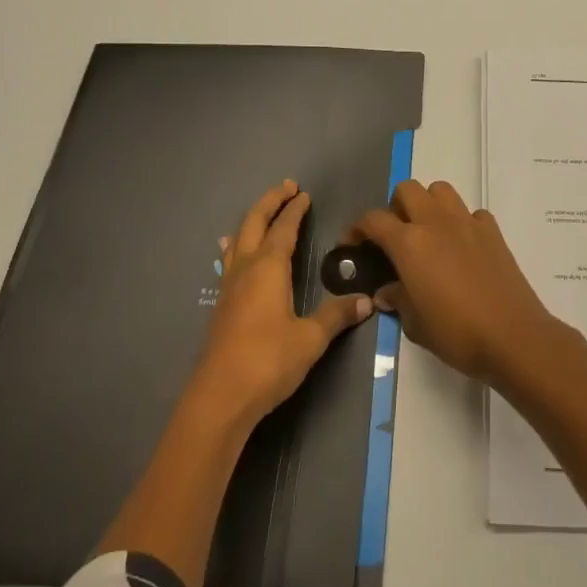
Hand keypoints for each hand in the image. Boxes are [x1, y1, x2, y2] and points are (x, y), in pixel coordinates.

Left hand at [191, 180, 374, 428]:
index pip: (283, 229)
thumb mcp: (311, 339)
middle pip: (253, 224)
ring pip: (237, 241)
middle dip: (269, 203)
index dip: (294, 210)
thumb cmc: (268, 361)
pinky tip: (235, 257)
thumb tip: (367, 301)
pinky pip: (229, 262)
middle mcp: (245, 270)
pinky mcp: (221, 307)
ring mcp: (228, 288)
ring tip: (259, 214)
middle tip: (285, 188)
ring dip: (251, 222)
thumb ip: (336, 316)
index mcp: (268, 269)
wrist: (219, 397)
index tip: (303, 194)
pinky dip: (238, 247)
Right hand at [352, 180, 557, 383]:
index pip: (373, 219)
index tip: (352, 246)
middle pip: (407, 189)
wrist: (512, 336)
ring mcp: (467, 222)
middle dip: (394, 207)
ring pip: (440, 190)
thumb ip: (397, 300)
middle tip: (394, 237)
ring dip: (428, 204)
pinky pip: (471, 212)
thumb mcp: (415, 324)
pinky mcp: (492, 231)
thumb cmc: (456, 333)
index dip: (357, 229)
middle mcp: (436, 222)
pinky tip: (462, 246)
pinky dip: (462, 222)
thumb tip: (386, 292)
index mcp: (409, 243)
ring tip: (428, 234)